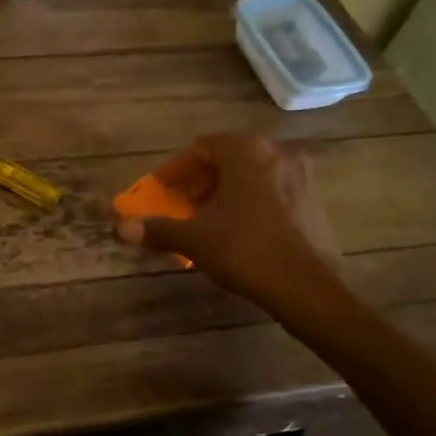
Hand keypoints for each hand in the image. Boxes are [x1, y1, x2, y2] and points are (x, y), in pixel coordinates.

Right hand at [117, 133, 341, 305]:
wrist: (308, 287)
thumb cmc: (246, 251)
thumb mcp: (195, 239)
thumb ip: (158, 229)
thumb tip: (122, 228)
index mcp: (246, 152)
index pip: (201, 148)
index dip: (176, 169)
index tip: (160, 189)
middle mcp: (276, 153)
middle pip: (228, 158)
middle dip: (200, 179)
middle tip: (181, 202)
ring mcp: (300, 176)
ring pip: (251, 174)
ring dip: (225, 190)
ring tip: (206, 217)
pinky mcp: (313, 200)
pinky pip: (271, 189)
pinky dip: (249, 200)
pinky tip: (238, 228)